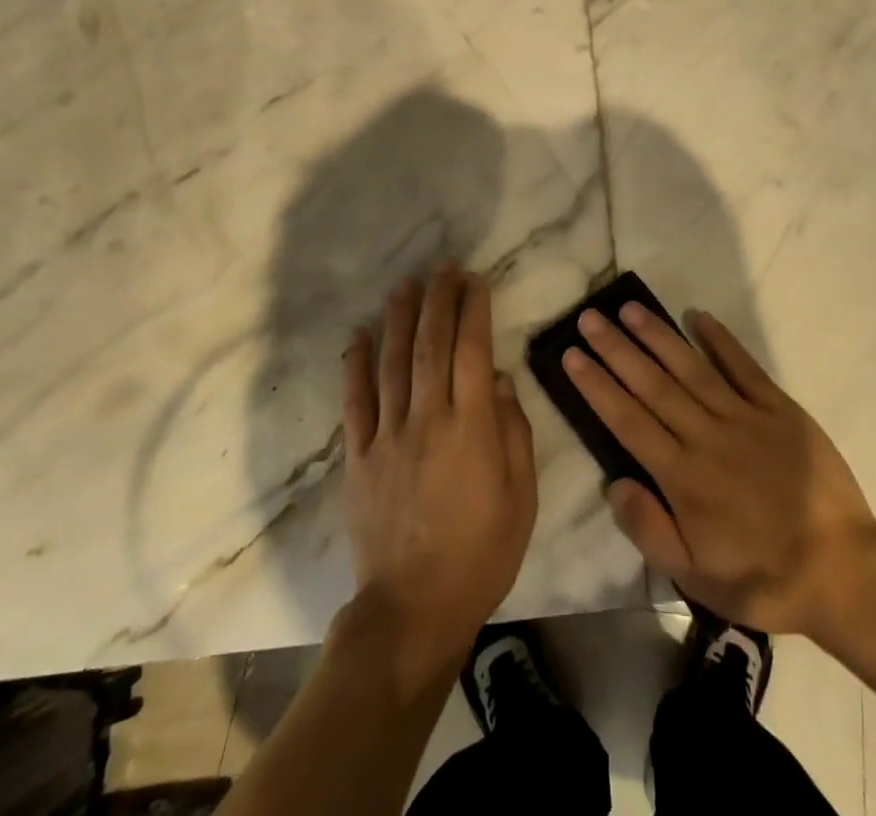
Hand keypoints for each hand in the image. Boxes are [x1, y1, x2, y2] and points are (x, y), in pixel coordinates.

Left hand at [342, 266, 537, 684]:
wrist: (414, 609)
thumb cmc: (481, 553)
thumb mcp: (521, 497)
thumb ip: (513, 432)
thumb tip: (499, 380)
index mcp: (471, 428)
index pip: (473, 351)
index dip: (474, 311)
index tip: (476, 281)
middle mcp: (428, 419)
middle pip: (431, 345)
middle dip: (438, 300)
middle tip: (442, 267)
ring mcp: (388, 435)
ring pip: (392, 362)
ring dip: (399, 318)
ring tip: (405, 284)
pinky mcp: (359, 456)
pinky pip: (355, 401)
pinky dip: (356, 364)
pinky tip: (359, 333)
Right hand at [563, 303, 875, 635]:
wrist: (843, 571)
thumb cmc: (762, 577)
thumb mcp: (696, 577)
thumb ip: (650, 530)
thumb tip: (613, 483)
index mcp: (683, 477)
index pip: (628, 421)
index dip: (597, 386)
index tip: (572, 354)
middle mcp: (707, 437)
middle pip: (653, 385)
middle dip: (617, 349)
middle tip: (590, 317)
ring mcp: (745, 418)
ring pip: (692, 368)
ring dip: (659, 336)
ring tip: (630, 308)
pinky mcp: (780, 409)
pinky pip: (744, 368)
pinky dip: (721, 340)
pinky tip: (698, 316)